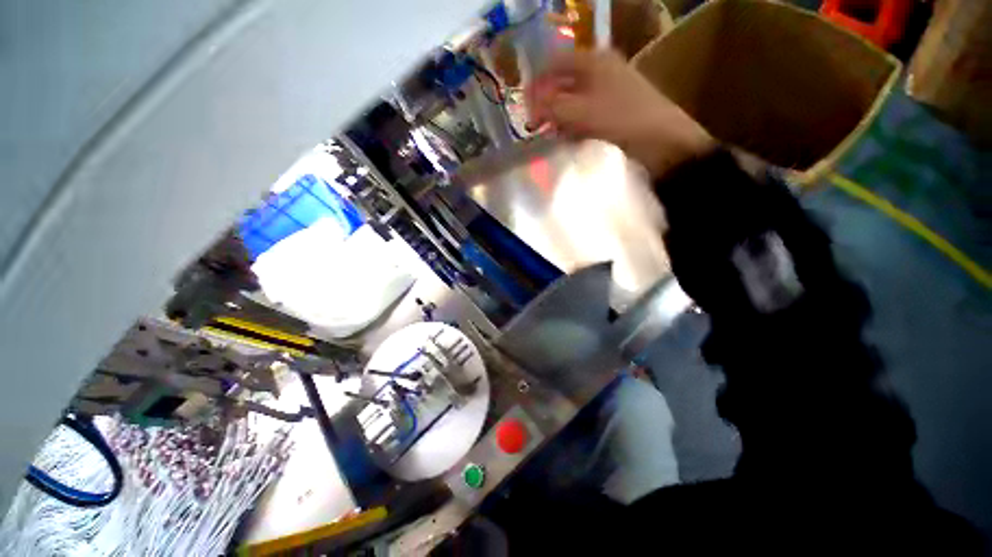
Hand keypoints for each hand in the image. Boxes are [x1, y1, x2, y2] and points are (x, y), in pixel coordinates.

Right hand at [526, 49, 714, 178]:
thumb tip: (530, 108)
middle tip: (537, 125)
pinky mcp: (615, 107)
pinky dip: (576, 125)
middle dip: (548, 104)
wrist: (661, 139)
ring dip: (561, 117)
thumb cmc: (619, 119)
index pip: (554, 64)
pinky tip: (571, 139)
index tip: (526, 107)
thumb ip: (551, 108)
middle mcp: (600, 69)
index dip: (537, 84)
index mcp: (592, 60)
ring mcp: (609, 88)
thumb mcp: (579, 113)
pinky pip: (587, 112)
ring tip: (553, 135)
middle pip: (564, 82)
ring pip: (575, 99)